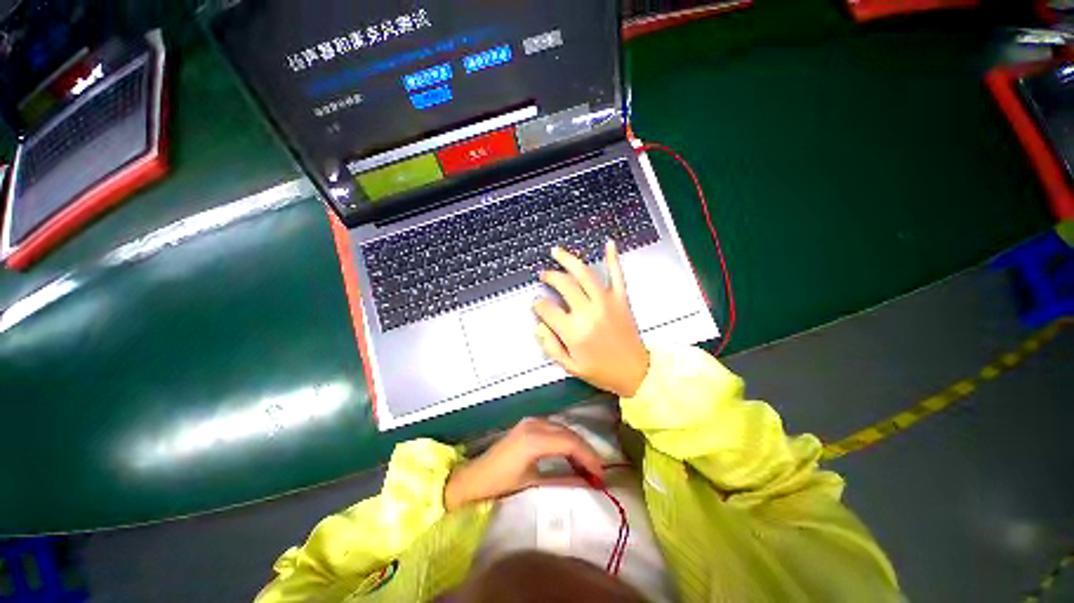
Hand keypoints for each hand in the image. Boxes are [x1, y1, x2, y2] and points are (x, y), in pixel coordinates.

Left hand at [444, 418, 602, 510]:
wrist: (475, 476)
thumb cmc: (500, 483)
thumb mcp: (533, 484)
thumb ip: (563, 481)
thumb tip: (588, 483)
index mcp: (535, 439)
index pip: (570, 443)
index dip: (589, 457)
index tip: (601, 474)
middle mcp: (535, 424)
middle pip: (569, 433)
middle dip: (586, 451)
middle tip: (598, 472)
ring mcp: (531, 421)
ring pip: (563, 429)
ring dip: (577, 445)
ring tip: (588, 466)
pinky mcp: (529, 423)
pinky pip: (554, 428)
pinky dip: (566, 441)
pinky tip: (571, 455)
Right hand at [533, 241, 650, 397]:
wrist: (636, 372)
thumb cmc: (601, 371)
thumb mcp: (570, 367)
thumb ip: (550, 346)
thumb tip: (539, 326)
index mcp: (574, 331)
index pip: (547, 309)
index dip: (538, 304)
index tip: (537, 304)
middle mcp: (588, 312)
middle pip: (563, 284)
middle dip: (549, 276)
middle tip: (543, 274)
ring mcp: (606, 302)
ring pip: (584, 274)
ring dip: (568, 260)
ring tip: (557, 252)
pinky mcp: (621, 299)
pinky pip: (617, 275)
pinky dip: (613, 258)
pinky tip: (608, 243)